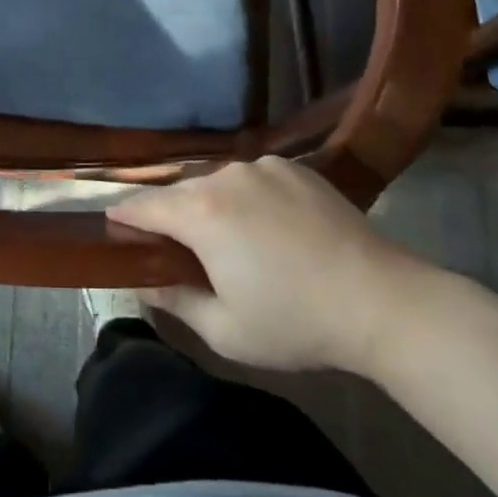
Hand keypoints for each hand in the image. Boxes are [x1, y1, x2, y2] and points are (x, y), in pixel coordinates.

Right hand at [109, 156, 429, 375]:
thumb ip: (175, 300)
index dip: (123, 219)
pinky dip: (247, 197)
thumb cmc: (296, 322)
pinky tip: (268, 226)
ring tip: (230, 241)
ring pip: (216, 183)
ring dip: (211, 207)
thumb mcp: (224, 330)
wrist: (382, 301)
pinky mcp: (295, 167)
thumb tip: (145, 282)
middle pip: (179, 193)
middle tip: (177, 251)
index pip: (142, 206)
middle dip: (171, 217)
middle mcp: (225, 176)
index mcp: (200, 213)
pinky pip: (252, 178)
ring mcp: (263, 167)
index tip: (115, 231)